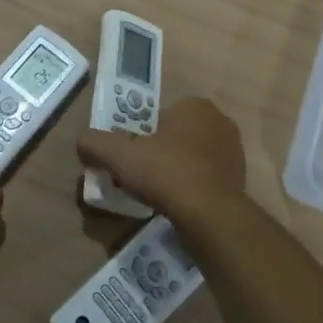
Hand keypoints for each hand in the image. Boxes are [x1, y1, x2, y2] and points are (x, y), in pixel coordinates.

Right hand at [76, 97, 245, 223]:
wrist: (210, 217)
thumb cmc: (166, 173)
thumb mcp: (119, 155)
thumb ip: (95, 143)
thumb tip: (82, 142)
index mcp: (196, 106)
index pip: (158, 116)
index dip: (139, 136)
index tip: (129, 157)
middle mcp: (220, 123)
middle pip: (175, 137)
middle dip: (157, 153)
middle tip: (139, 176)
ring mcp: (234, 153)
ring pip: (191, 158)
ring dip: (175, 171)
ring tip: (156, 194)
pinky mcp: (240, 181)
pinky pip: (205, 179)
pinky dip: (190, 189)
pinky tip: (177, 205)